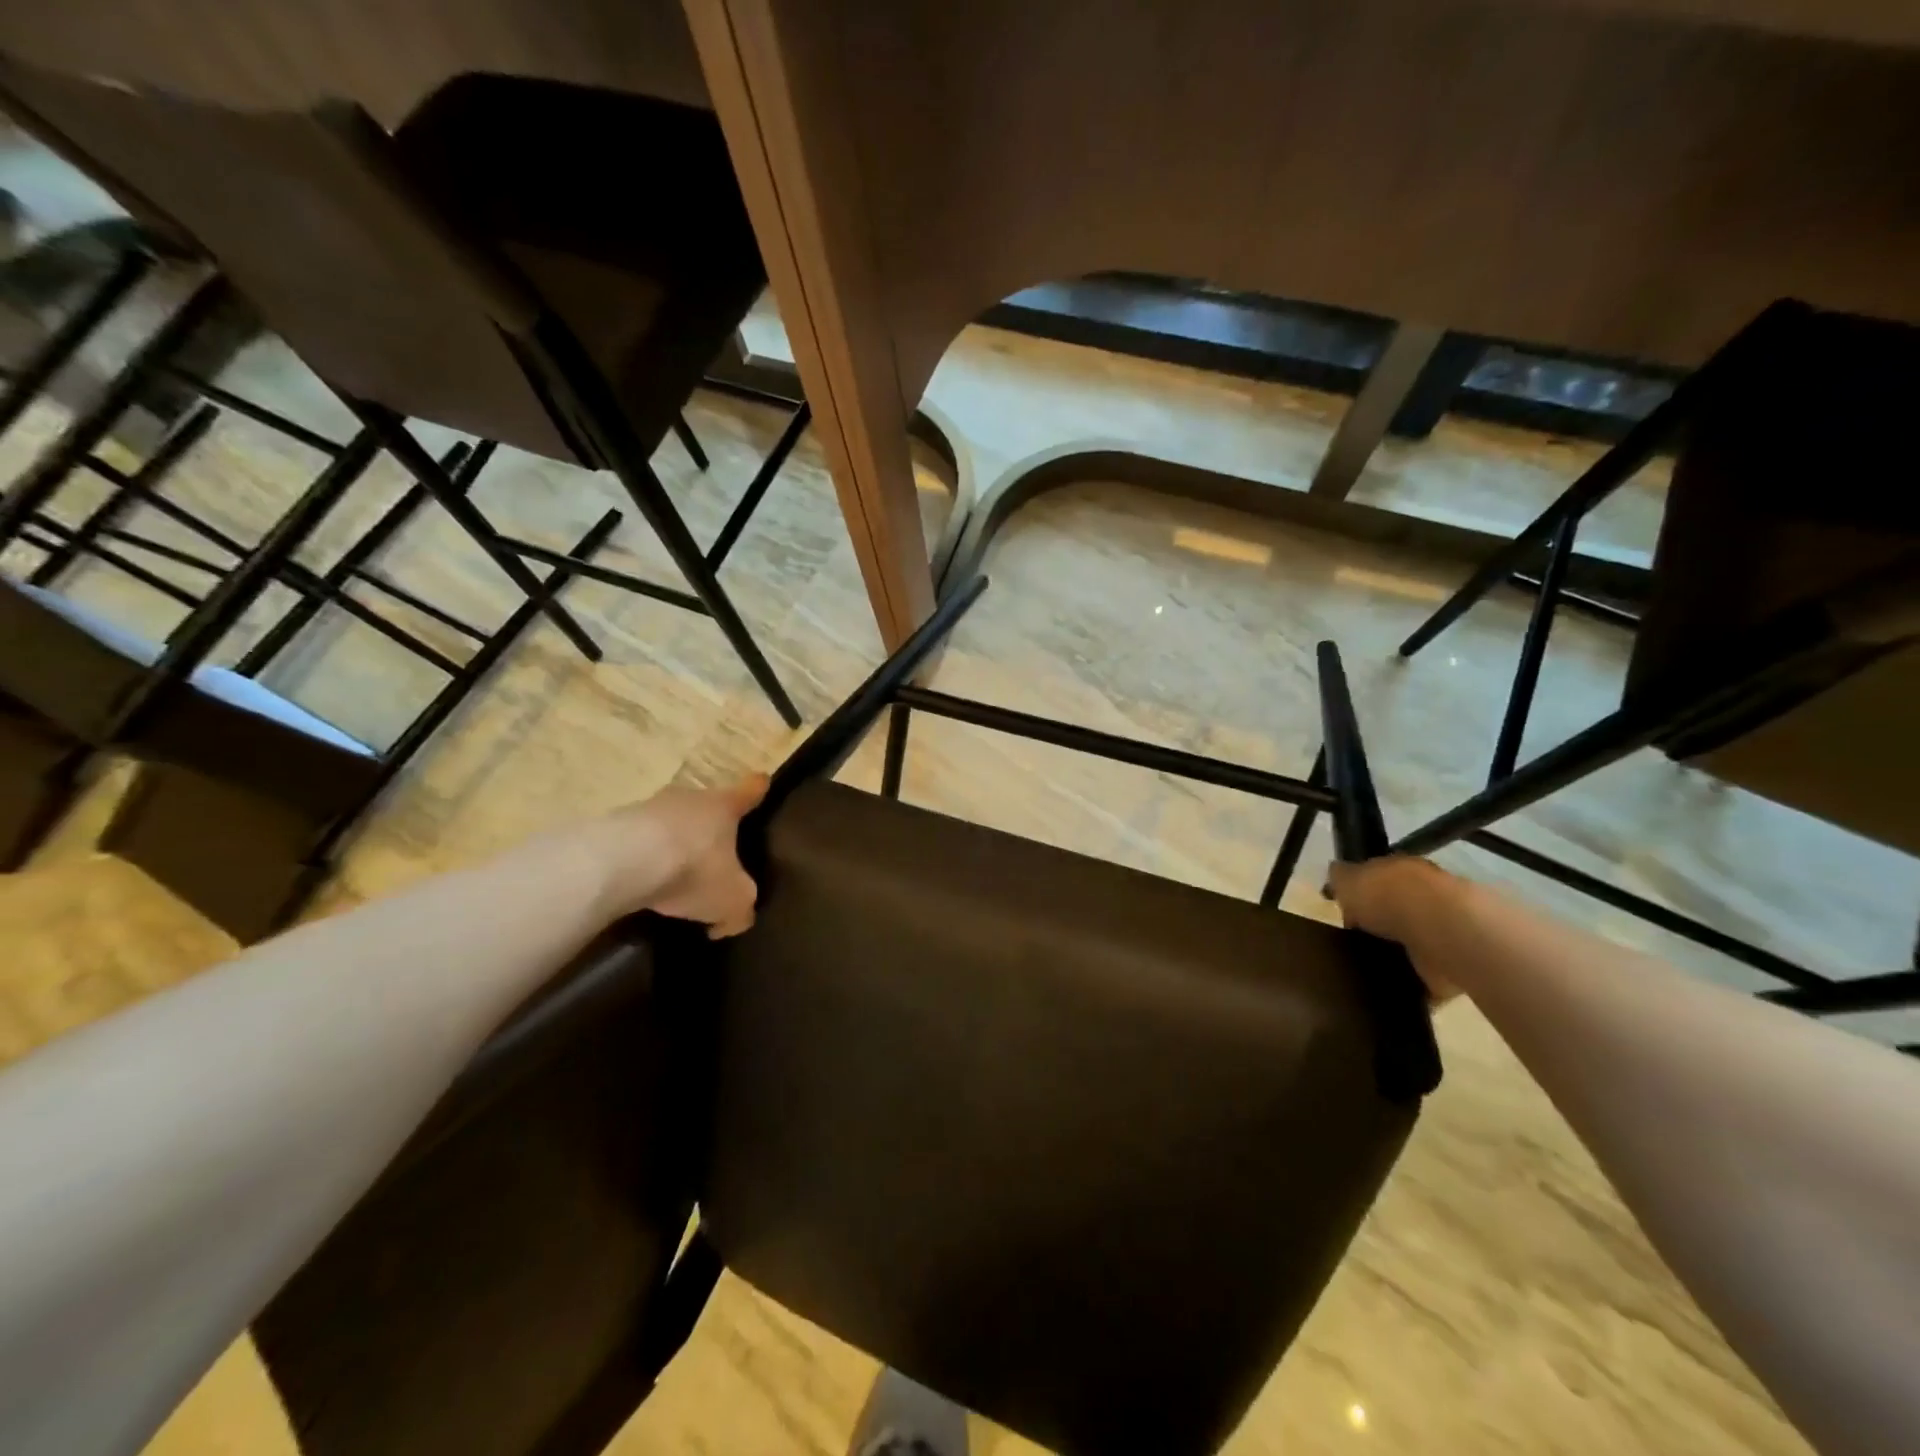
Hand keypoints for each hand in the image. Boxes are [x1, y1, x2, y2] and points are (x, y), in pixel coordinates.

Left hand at [600, 776, 768, 935]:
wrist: (620, 863)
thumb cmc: (693, 870)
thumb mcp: (733, 901)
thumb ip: (741, 909)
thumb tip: (733, 918)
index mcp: (725, 806)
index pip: (751, 790)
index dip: (758, 789)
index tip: (762, 784)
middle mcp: (689, 797)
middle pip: (706, 806)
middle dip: (710, 828)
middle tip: (712, 858)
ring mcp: (648, 807)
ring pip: (670, 824)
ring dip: (673, 845)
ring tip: (671, 880)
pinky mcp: (614, 824)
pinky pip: (638, 841)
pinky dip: (642, 860)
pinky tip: (640, 887)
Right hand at [1328, 855, 1460, 1002]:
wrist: (1443, 932)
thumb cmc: (1390, 897)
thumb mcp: (1348, 878)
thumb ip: (1340, 878)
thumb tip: (1336, 876)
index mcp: (1403, 871)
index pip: (1381, 878)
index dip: (1362, 892)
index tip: (1345, 910)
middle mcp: (1427, 897)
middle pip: (1397, 910)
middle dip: (1379, 924)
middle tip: (1353, 940)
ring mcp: (1443, 932)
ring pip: (1412, 943)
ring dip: (1396, 954)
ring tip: (1366, 967)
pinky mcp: (1453, 966)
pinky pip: (1425, 978)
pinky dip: (1412, 986)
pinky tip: (1389, 991)